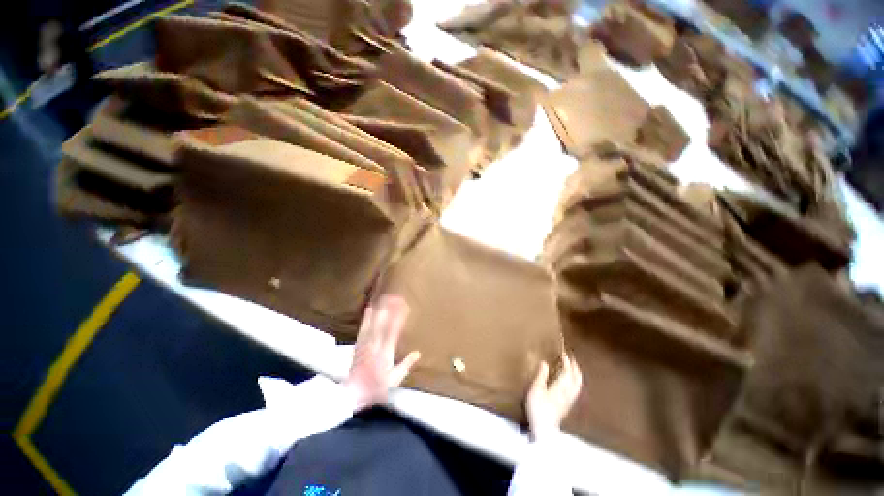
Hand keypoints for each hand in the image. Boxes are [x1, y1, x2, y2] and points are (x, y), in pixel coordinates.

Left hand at [344, 296, 420, 411]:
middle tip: (394, 297)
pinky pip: (363, 329)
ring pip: (372, 324)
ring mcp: (365, 345)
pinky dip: (366, 318)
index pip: (394, 331)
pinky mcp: (358, 346)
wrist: (354, 394)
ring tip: (383, 298)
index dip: (399, 318)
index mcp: (386, 353)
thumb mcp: (395, 379)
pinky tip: (368, 310)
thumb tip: (418, 352)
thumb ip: (406, 364)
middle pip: (382, 324)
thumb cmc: (377, 388)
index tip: (404, 306)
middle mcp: (375, 345)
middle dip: (389, 309)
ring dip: (378, 310)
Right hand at [526, 354, 582, 441]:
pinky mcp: (567, 407)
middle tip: (571, 359)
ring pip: (577, 385)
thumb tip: (545, 362)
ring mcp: (569, 401)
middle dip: (575, 368)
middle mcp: (568, 392)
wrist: (544, 429)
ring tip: (573, 369)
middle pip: (576, 378)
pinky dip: (575, 384)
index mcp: (561, 386)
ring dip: (577, 375)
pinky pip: (575, 391)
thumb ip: (541, 375)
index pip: (568, 371)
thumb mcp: (536, 389)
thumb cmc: (538, 407)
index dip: (567, 361)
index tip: (563, 353)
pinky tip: (571, 385)